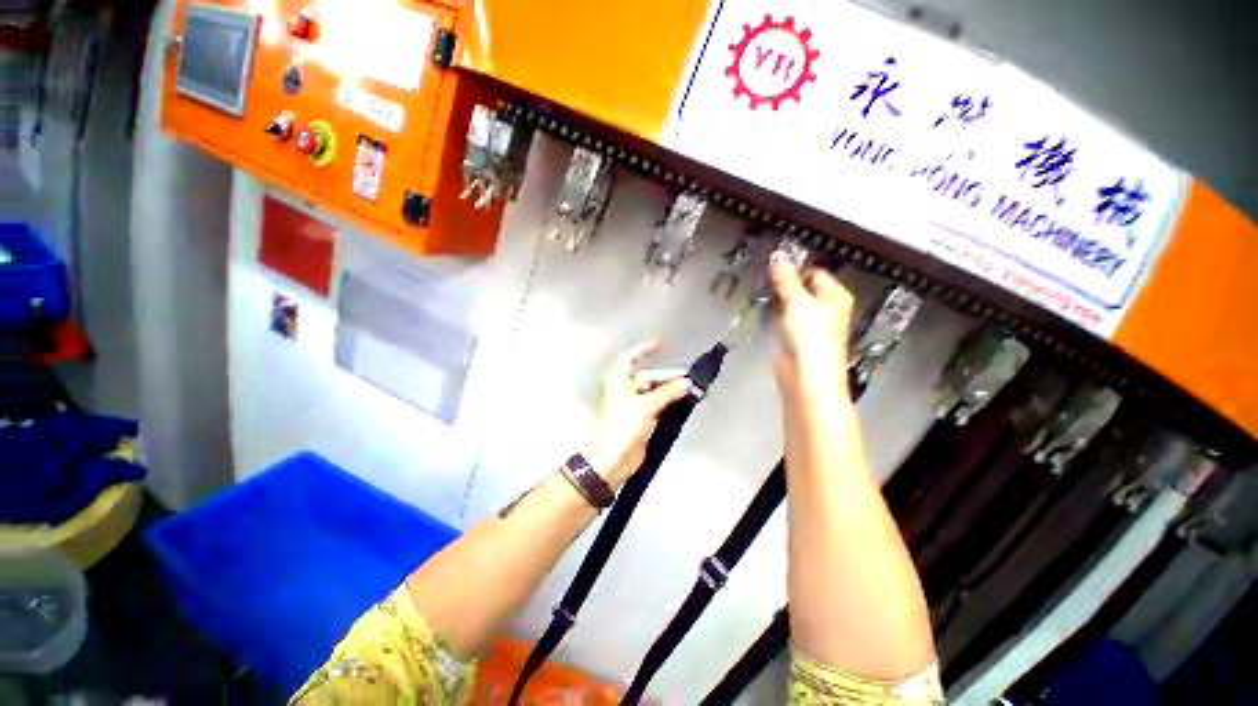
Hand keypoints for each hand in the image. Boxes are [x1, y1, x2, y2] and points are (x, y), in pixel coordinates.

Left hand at [583, 341, 692, 488]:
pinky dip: (669, 402)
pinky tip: (683, 402)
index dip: (644, 350)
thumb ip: (668, 392)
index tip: (660, 345)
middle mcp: (625, 390)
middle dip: (668, 377)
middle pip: (649, 377)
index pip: (630, 358)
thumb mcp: (646, 405)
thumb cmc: (622, 426)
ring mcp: (634, 405)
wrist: (613, 457)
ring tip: (691, 390)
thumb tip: (687, 383)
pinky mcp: (642, 418)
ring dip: (671, 391)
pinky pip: (658, 405)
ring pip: (655, 392)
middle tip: (689, 379)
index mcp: (619, 380)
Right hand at [770, 251, 855, 398]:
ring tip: (762, 289)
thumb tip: (778, 254)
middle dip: (785, 283)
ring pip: (793, 303)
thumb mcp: (797, 301)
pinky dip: (776, 313)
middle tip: (764, 276)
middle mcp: (827, 308)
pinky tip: (765, 310)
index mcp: (835, 295)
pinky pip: (786, 319)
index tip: (772, 264)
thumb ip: (786, 278)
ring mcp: (812, 324)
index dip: (795, 267)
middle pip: (804, 288)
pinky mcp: (797, 338)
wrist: (806, 375)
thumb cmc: (810, 336)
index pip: (815, 272)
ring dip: (780, 298)